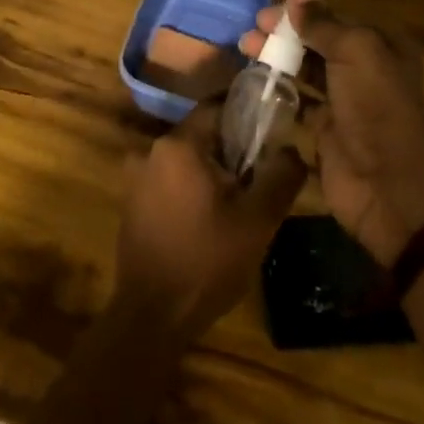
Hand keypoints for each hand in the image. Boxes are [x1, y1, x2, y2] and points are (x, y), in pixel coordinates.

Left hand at [114, 103, 307, 340]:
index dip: (246, 116)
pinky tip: (209, 222)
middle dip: (232, 151)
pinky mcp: (132, 203)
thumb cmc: (207, 261)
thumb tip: (291, 149)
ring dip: (212, 174)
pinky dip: (191, 190)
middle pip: (202, 135)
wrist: (153, 315)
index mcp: (178, 145)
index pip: (217, 108)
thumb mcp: (257, 220)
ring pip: (186, 161)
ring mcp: (136, 178)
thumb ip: (280, 176)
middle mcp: (150, 151)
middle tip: (260, 177)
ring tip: (239, 205)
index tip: (271, 132)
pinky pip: (170, 182)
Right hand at [242, 0, 423, 264]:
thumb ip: (323, 22)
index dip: (298, 12)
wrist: (388, 186)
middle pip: (316, 42)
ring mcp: (345, 101)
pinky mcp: (326, 129)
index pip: (333, 17)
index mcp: (380, 46)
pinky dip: (278, 91)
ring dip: (276, 59)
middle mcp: (365, 69)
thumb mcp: (355, 53)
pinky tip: (254, 84)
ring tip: (245, 52)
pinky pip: (298, 102)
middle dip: (282, 34)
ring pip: (305, 70)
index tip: (263, 13)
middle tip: (248, 34)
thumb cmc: (375, 109)